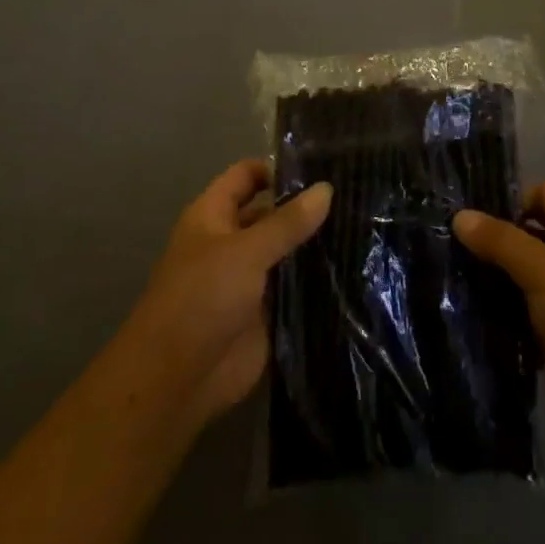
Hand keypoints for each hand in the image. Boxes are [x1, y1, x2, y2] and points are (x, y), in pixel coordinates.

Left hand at [103, 161, 330, 442]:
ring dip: (316, 244)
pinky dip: (317, 280)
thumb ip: (287, 222)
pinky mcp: (266, 312)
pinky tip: (356, 269)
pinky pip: (295, 288)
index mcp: (213, 216)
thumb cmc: (202, 298)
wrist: (179, 378)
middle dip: (306, 206)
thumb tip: (326, 188)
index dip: (278, 168)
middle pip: (271, 213)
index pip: (246, 176)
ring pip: (287, 251)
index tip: (323, 165)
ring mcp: (250, 278)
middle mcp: (232, 241)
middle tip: (357, 196)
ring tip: (366, 227)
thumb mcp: (246, 251)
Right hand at [454, 183, 544, 443]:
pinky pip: (518, 307)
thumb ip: (500, 240)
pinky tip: (461, 304)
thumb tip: (458, 215)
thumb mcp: (542, 268)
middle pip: (528, 233)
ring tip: (445, 269)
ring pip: (519, 272)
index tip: (469, 212)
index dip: (510, 198)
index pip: (543, 194)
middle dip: (492, 236)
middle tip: (446, 239)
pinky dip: (496, 305)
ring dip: (489, 273)